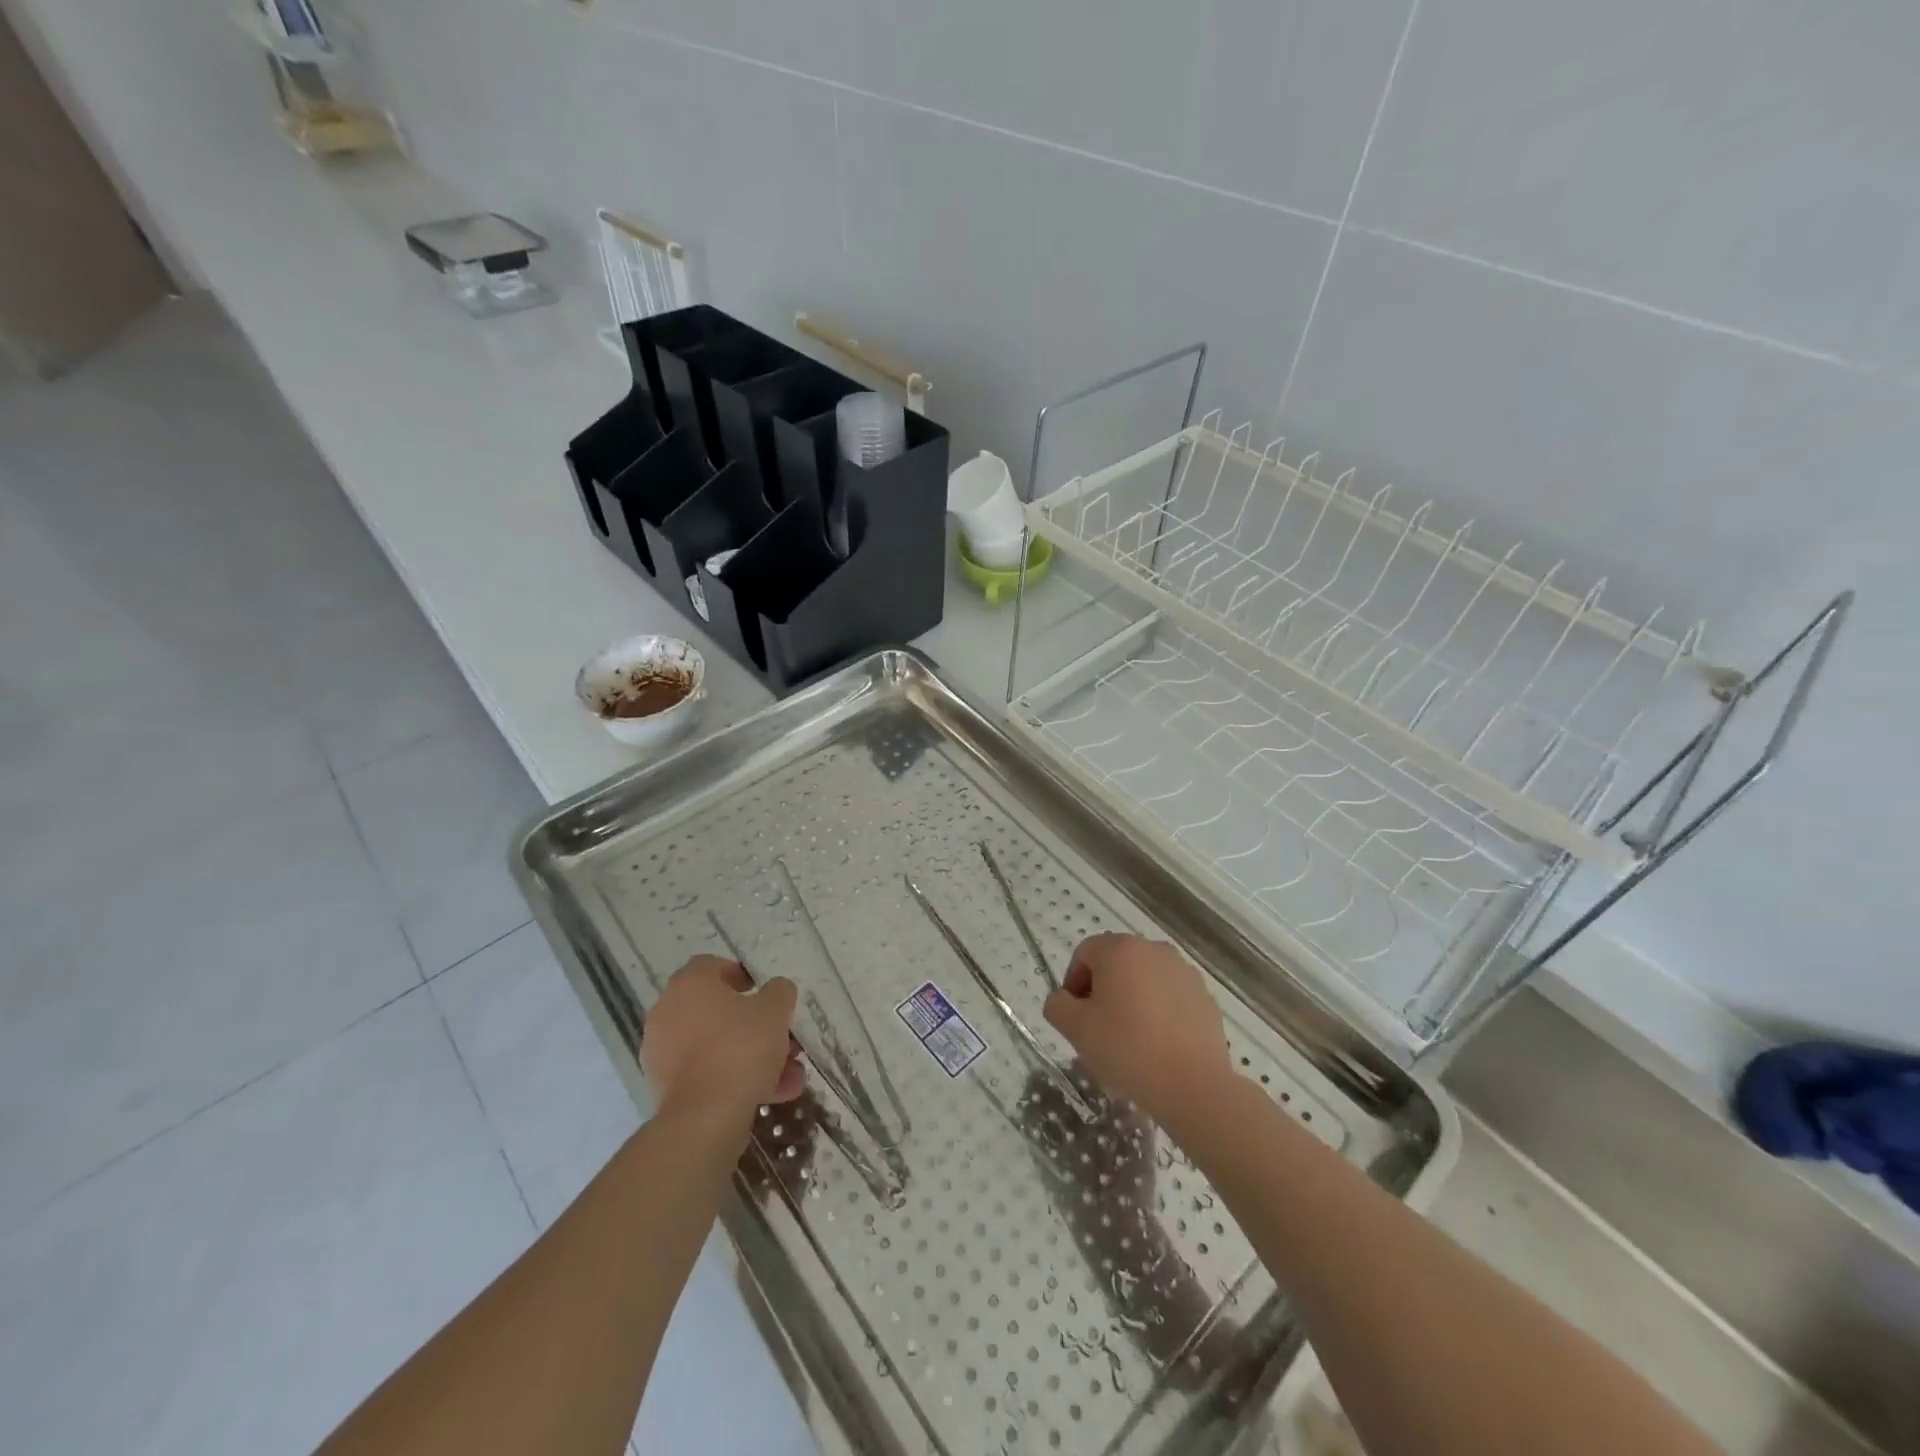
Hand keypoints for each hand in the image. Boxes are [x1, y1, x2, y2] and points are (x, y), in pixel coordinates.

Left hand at [641, 955, 805, 1117]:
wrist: (704, 1117)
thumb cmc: (740, 1047)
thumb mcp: (775, 1010)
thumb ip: (779, 992)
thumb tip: (776, 990)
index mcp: (689, 985)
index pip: (711, 966)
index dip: (739, 974)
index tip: (761, 990)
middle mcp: (668, 1013)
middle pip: (718, 1011)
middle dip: (756, 1025)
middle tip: (783, 1038)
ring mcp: (663, 1053)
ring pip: (717, 1046)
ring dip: (754, 1056)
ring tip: (789, 1075)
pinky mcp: (666, 1088)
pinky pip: (709, 1073)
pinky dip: (737, 1079)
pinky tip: (773, 1094)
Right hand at [1043, 933, 1234, 1132]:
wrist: (1193, 1084)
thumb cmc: (1127, 1049)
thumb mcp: (1075, 1029)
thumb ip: (1058, 1005)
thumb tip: (1064, 1000)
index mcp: (1120, 950)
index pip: (1085, 953)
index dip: (1073, 982)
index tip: (1075, 1016)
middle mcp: (1153, 950)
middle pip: (1117, 963)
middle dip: (1103, 990)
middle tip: (1099, 1027)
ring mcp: (1183, 972)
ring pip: (1145, 979)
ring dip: (1132, 999)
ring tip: (1131, 1038)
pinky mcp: (1204, 996)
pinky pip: (1170, 996)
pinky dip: (1159, 1011)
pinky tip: (1158, 1044)